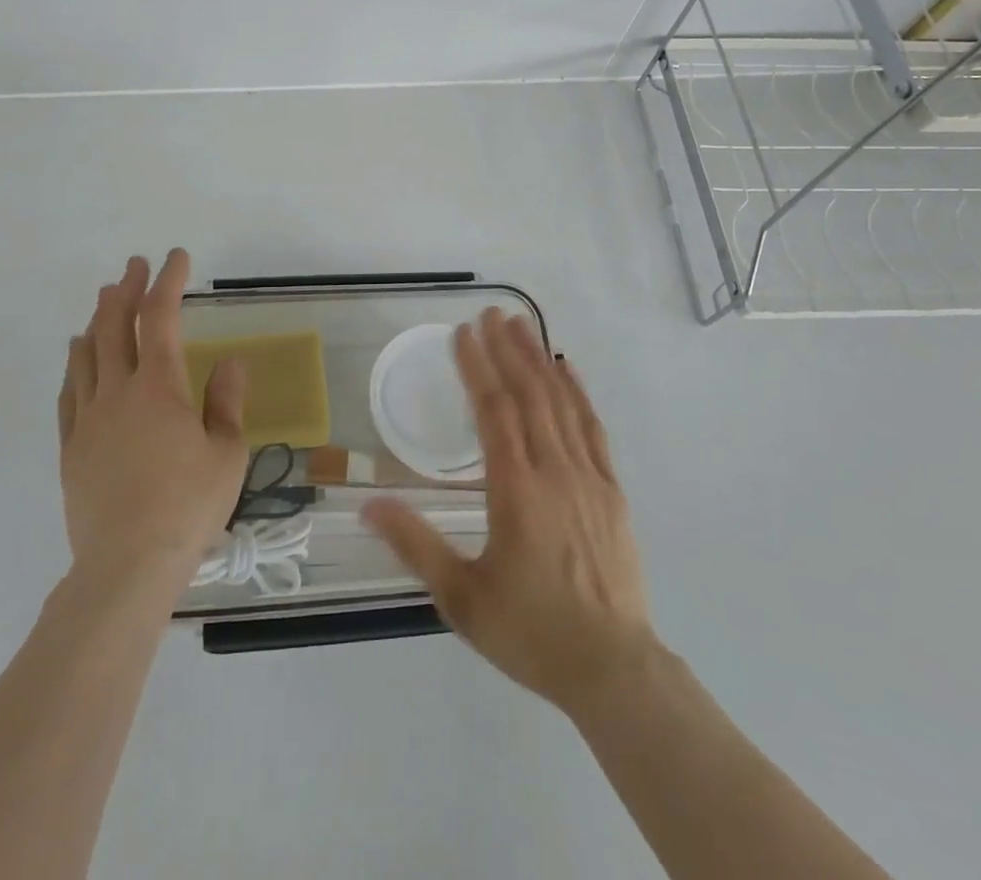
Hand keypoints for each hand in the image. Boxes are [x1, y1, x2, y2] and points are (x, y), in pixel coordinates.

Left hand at [58, 250, 248, 591]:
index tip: (176, 258)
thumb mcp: (227, 453)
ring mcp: (87, 419)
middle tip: (134, 266)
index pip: (161, 318)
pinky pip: (68, 393)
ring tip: (104, 300)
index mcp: (159, 388)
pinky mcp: (70, 448)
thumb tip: (227, 361)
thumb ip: (226, 402)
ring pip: (86, 354)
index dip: (169, 282)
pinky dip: (75, 364)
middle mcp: (118, 392)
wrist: (126, 566)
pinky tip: (78, 356)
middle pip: (115, 326)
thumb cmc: (187, 507)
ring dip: (97, 320)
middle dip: (126, 289)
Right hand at [362, 310, 656, 713]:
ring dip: (540, 360)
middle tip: (491, 313)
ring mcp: (589, 477)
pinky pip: (593, 428)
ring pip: (561, 404)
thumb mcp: (461, 597)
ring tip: (523, 325)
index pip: (493, 412)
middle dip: (507, 350)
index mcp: (516, 491)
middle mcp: (554, 471)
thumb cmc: (530, 632)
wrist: (613, 668)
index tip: (462, 333)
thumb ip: (415, 545)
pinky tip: (568, 370)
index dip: (477, 367)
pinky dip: (578, 393)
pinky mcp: (612, 490)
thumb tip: (368, 505)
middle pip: (529, 395)